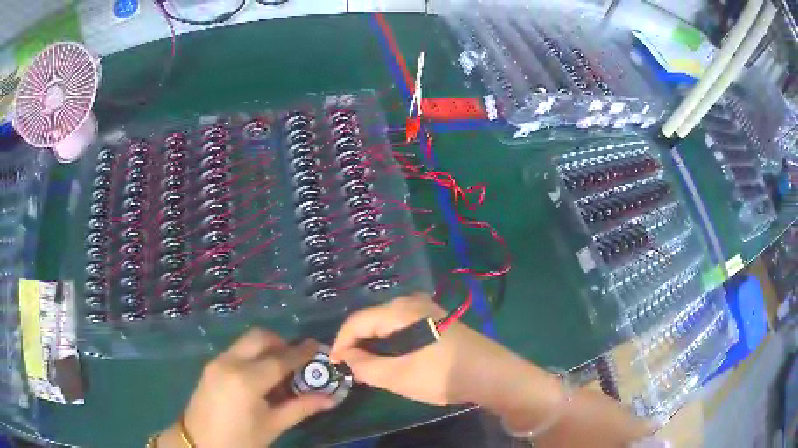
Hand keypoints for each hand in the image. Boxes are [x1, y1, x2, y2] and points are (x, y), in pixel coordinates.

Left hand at [158, 329, 334, 447]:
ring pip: (246, 342)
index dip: (301, 353)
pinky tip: (259, 377)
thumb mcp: (273, 426)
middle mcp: (230, 363)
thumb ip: (301, 408)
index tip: (318, 347)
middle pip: (259, 337)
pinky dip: (253, 355)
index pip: (280, 359)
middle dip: (281, 343)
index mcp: (247, 380)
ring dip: (266, 348)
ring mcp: (217, 362)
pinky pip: (236, 350)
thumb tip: (331, 398)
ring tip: (279, 371)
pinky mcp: (211, 366)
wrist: (199, 443)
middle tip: (296, 361)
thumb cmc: (240, 440)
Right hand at [329, 293, 557, 408]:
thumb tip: (346, 359)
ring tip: (366, 365)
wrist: (492, 374)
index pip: (357, 321)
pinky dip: (389, 341)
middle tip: (349, 367)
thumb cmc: (443, 375)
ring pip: (386, 323)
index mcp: (400, 311)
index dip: (340, 342)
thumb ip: (365, 367)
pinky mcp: (436, 319)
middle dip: (356, 343)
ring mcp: (426, 308)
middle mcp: (411, 302)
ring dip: (372, 343)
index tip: (333, 364)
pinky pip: (401, 326)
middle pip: (371, 319)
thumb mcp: (399, 376)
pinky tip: (391, 357)